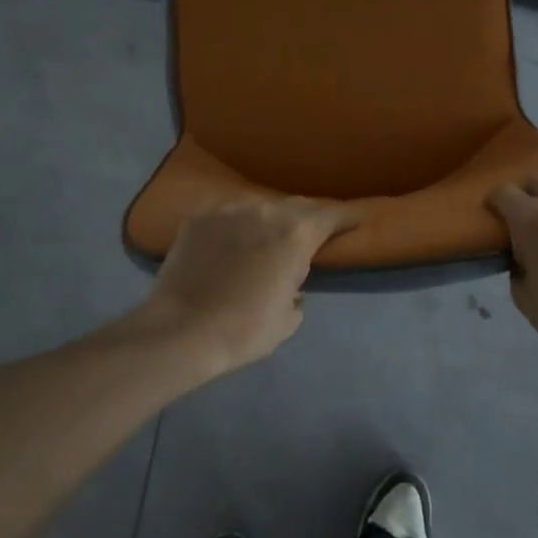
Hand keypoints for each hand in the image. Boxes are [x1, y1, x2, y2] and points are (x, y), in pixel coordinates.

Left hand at [143, 198, 358, 372]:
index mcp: (296, 234)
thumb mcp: (287, 320)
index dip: (347, 218)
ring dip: (267, 222)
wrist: (180, 331)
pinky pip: (226, 215)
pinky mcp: (198, 216)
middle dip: (306, 220)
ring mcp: (229, 209)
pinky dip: (232, 226)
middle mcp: (266, 210)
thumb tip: (291, 286)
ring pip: (259, 208)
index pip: (332, 216)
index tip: (356, 220)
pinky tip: (225, 245)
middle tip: (307, 237)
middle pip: (296, 206)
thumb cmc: (244, 330)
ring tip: (261, 241)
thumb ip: (297, 293)